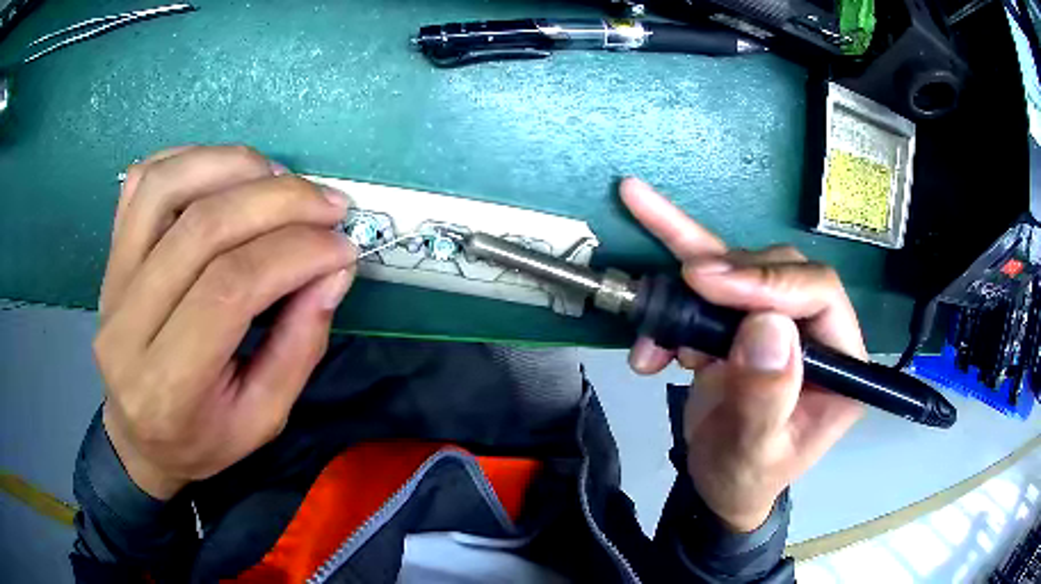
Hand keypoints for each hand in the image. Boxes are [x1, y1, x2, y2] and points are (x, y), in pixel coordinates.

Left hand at [94, 145, 355, 499]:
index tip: (342, 245)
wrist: (137, 437)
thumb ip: (300, 345)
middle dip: (277, 202)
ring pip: (165, 186)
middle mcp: (126, 327)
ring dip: (232, 165)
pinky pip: (141, 180)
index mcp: (166, 387)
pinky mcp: (109, 255)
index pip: (228, 290)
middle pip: (200, 229)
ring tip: (279, 178)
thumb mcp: (265, 418)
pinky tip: (227, 172)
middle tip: (328, 203)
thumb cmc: (203, 440)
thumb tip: (334, 267)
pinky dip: (190, 159)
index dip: (294, 253)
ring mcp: (110, 282)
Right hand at [620, 178, 865, 532]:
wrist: (718, 482)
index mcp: (841, 363)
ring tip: (654, 311)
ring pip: (744, 266)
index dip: (769, 281)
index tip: (709, 283)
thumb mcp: (753, 453)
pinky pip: (713, 284)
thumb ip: (767, 397)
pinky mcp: (745, 320)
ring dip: (692, 282)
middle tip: (684, 285)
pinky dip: (677, 274)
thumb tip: (768, 323)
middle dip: (729, 275)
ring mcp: (781, 321)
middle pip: (781, 270)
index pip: (820, 295)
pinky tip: (649, 263)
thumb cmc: (743, 478)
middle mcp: (818, 332)